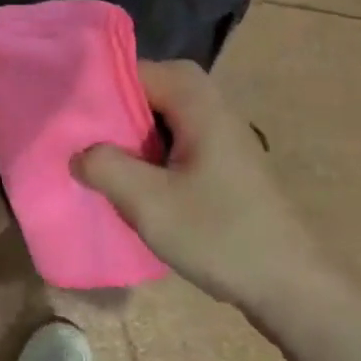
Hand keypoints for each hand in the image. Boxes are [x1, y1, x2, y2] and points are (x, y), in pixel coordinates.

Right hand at [75, 60, 324, 313]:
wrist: (294, 289)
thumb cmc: (221, 235)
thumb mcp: (148, 202)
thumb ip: (104, 166)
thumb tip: (78, 153)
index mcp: (196, 100)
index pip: (133, 70)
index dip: (97, 89)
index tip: (66, 115)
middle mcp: (209, 106)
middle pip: (145, 92)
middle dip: (111, 116)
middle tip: (78, 142)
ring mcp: (219, 136)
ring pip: (158, 121)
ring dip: (128, 140)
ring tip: (96, 165)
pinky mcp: (222, 164)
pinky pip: (173, 144)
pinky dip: (148, 157)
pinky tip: (131, 188)